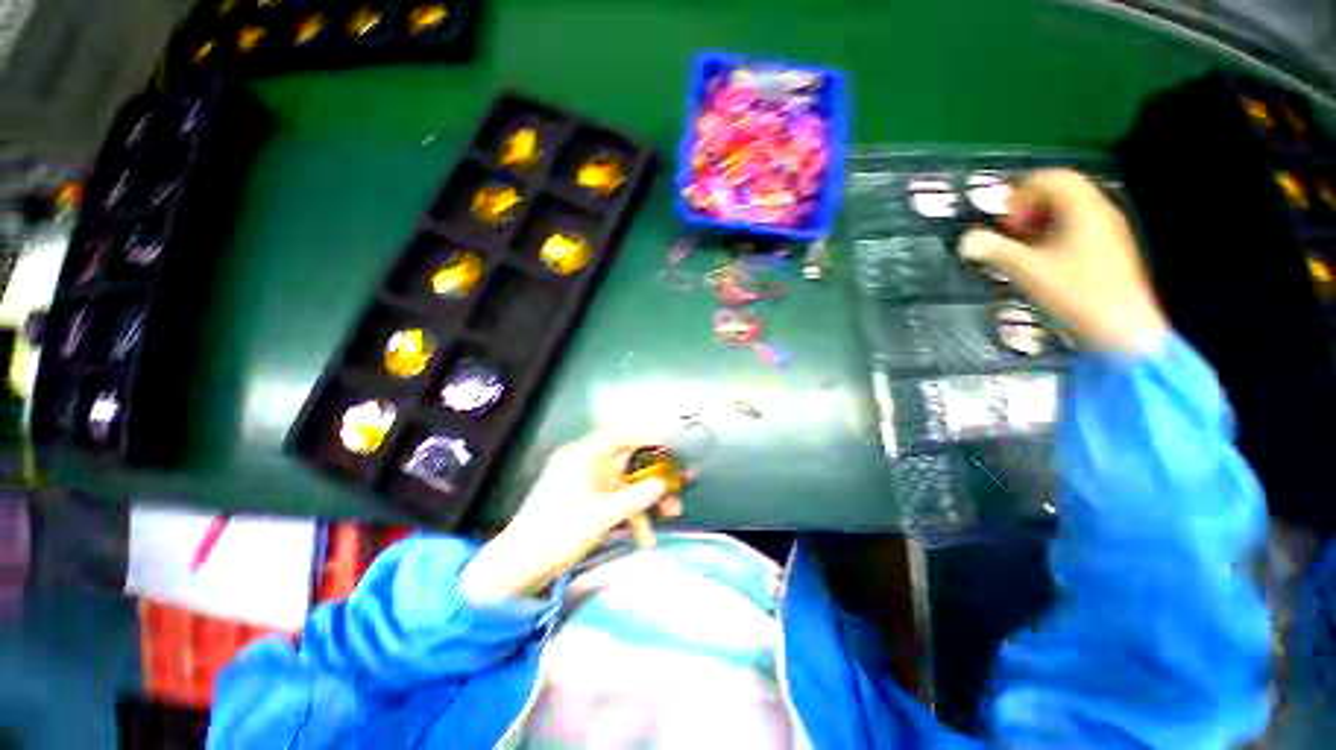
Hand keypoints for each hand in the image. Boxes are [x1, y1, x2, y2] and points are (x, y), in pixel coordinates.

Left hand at [460, 431, 683, 600]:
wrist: (519, 566)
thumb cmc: (557, 533)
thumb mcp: (601, 515)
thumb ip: (635, 497)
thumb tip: (662, 484)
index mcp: (582, 456)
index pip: (618, 435)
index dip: (644, 436)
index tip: (668, 445)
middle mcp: (585, 464)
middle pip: (627, 461)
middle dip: (654, 476)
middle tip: (678, 484)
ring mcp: (586, 483)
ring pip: (625, 483)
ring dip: (647, 499)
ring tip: (672, 513)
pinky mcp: (586, 501)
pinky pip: (615, 500)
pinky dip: (631, 514)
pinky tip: (644, 536)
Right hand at [960, 169, 1168, 353]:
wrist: (1122, 328)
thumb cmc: (1077, 293)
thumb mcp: (1029, 271)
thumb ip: (996, 251)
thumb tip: (966, 241)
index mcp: (1083, 208)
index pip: (1050, 178)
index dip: (1020, 195)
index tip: (1006, 224)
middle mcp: (1100, 211)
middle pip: (1061, 189)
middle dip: (1029, 207)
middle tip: (1012, 233)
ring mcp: (1108, 229)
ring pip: (1070, 208)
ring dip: (1040, 221)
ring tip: (1024, 247)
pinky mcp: (1109, 247)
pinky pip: (1079, 225)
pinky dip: (1055, 233)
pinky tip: (1044, 258)